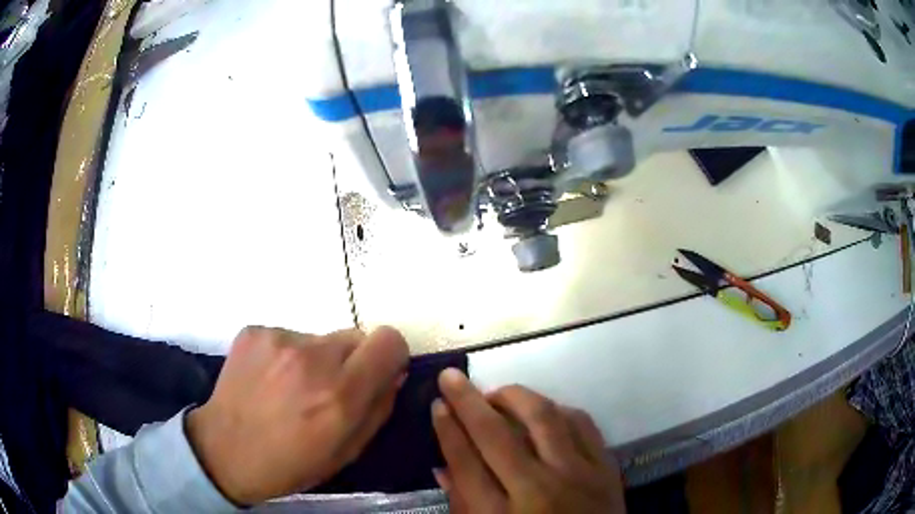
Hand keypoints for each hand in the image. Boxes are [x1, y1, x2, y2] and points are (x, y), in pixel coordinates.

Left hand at [186, 325, 408, 504]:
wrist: (224, 450)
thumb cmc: (290, 463)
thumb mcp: (347, 451)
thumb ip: (378, 408)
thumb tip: (393, 373)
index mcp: (340, 395)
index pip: (389, 341)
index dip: (389, 356)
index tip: (377, 373)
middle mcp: (312, 358)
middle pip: (356, 336)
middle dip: (352, 361)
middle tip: (328, 389)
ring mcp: (279, 340)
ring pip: (321, 338)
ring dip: (317, 359)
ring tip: (291, 389)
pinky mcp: (254, 331)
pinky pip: (289, 336)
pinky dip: (287, 356)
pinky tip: (269, 381)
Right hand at [432, 369, 625, 512]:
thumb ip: (463, 504)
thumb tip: (442, 465)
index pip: (465, 462)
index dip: (447, 429)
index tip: (437, 403)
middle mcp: (539, 490)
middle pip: (497, 434)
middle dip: (468, 400)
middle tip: (453, 377)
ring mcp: (578, 475)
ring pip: (544, 417)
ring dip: (515, 397)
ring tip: (497, 395)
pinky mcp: (606, 467)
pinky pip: (582, 422)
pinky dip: (557, 409)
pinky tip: (543, 411)